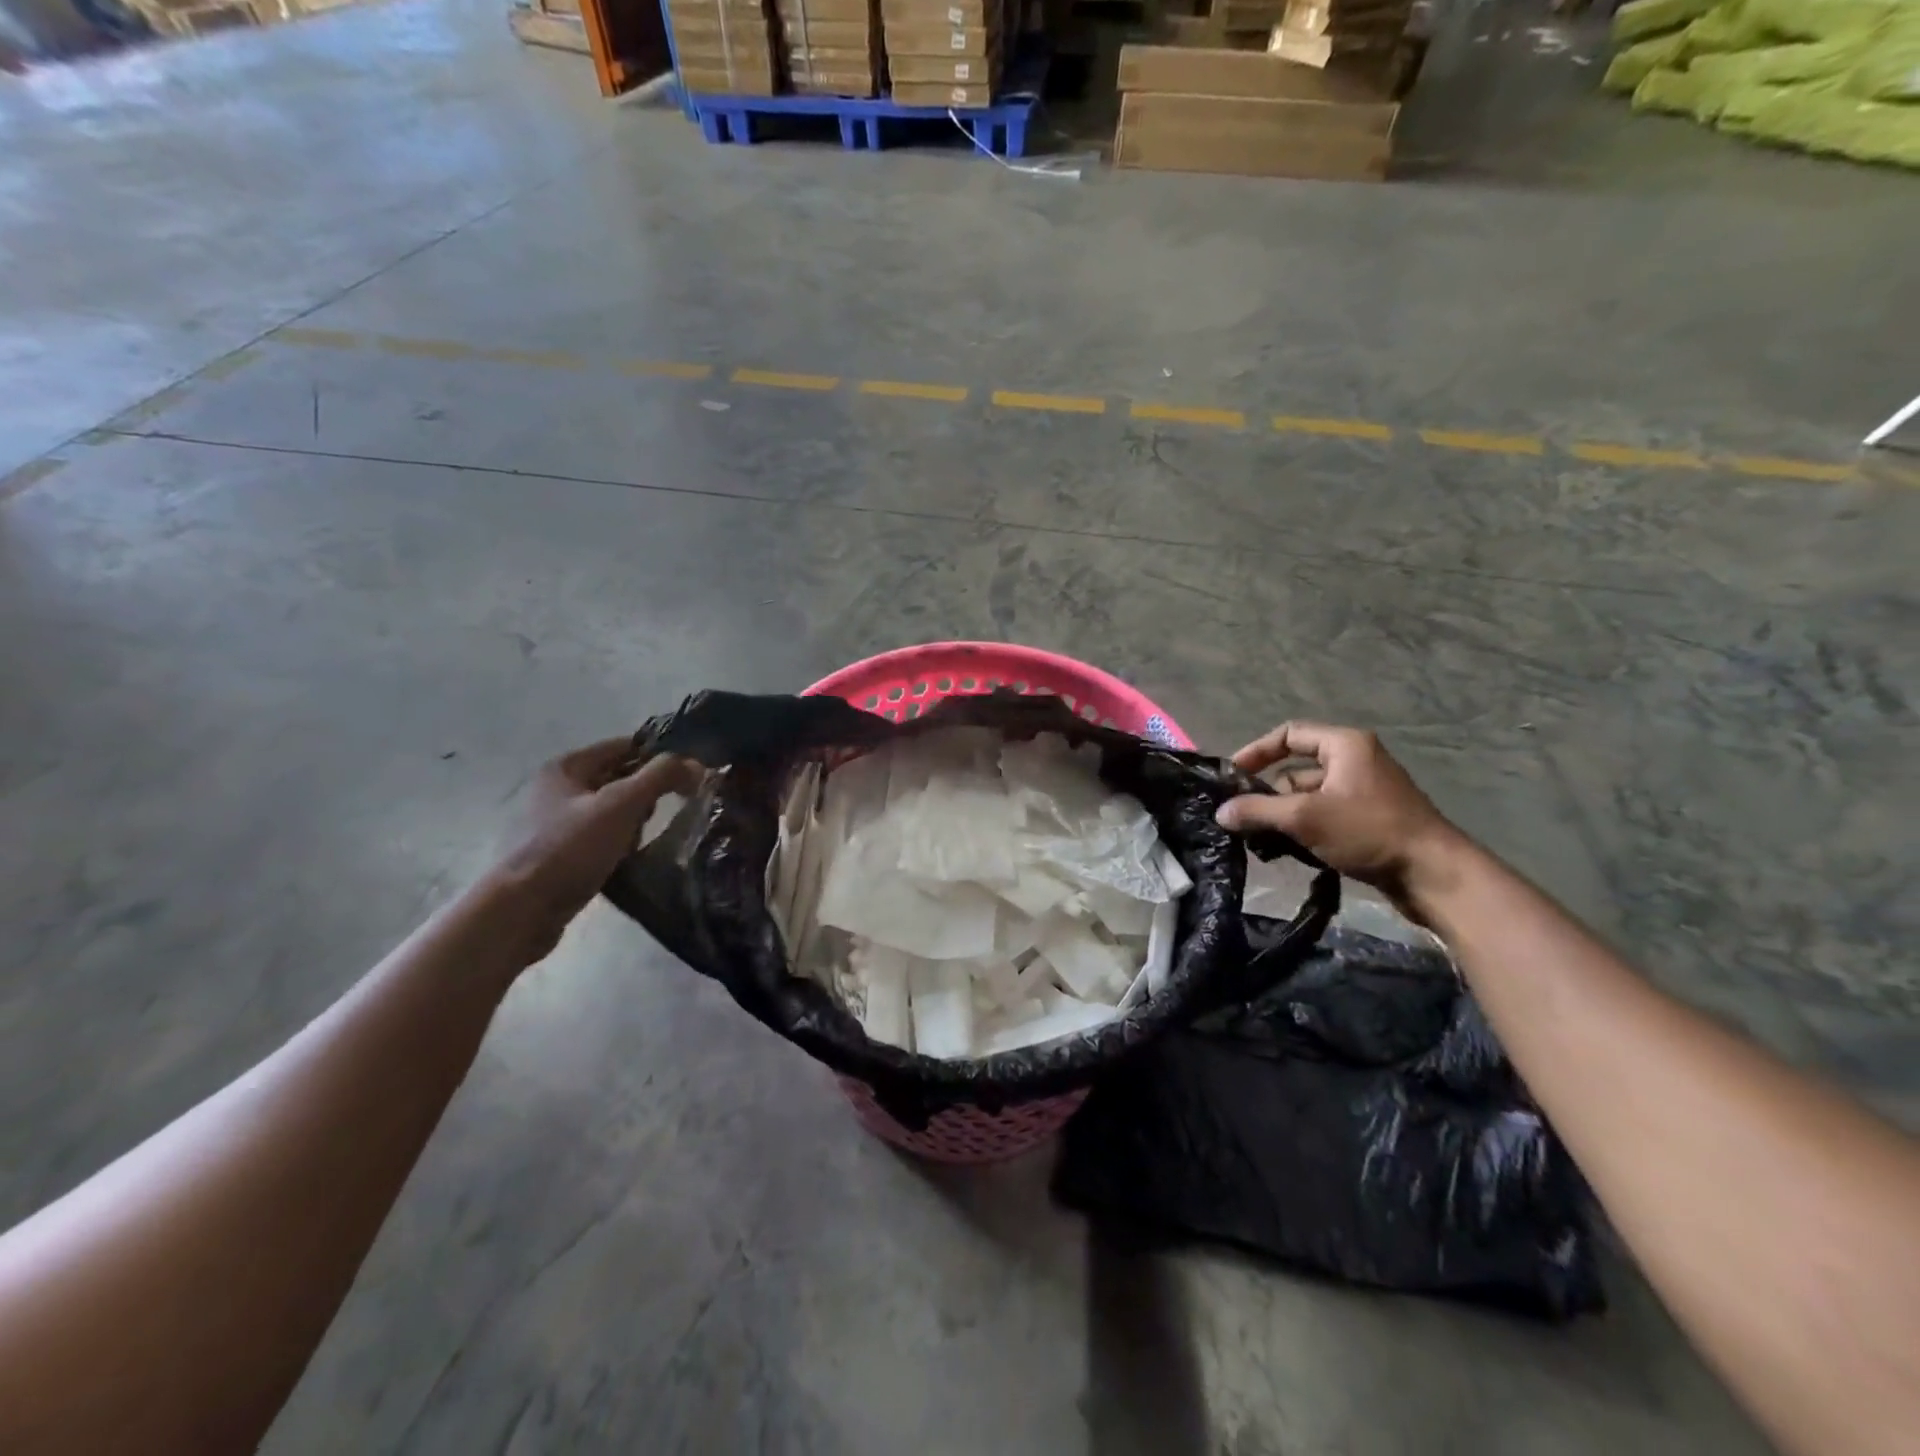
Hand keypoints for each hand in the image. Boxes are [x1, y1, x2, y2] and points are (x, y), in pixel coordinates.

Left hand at [488, 739, 702, 961]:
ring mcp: (554, 823)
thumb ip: (661, 777)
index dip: (659, 755)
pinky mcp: (558, 854)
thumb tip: (697, 764)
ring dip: (633, 823)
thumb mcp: (621, 805)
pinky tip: (629, 859)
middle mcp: (556, 789)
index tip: (690, 774)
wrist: (521, 911)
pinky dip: (618, 844)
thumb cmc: (570, 849)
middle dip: (647, 793)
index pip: (624, 746)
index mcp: (566, 767)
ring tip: (642, 841)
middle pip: (619, 778)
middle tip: (666, 811)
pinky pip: (600, 837)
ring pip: (611, 811)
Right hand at [1215, 722, 1466, 914]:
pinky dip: (1303, 829)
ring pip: (1307, 796)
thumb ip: (1257, 811)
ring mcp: (1362, 792)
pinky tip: (1287, 851)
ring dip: (1283, 816)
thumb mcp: (1305, 818)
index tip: (1232, 777)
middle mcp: (1354, 761)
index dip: (1256, 752)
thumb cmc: (1369, 831)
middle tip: (1243, 816)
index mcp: (1345, 745)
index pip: (1288, 734)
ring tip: (1261, 840)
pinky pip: (1323, 816)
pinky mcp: (1367, 820)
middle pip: (1295, 769)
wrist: (1434, 875)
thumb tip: (1220, 812)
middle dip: (1267, 794)